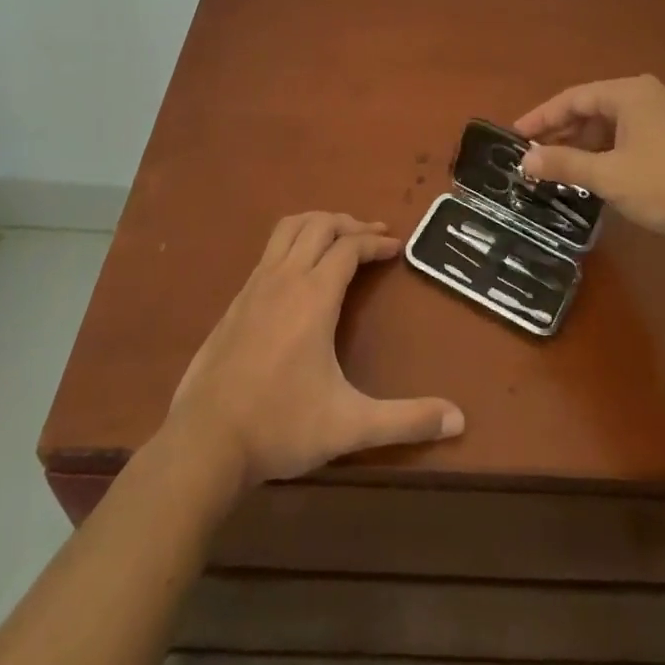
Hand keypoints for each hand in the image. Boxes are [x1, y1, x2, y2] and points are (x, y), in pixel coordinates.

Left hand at [162, 213, 464, 489]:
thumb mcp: (350, 425)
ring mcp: (255, 285)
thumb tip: (459, 420)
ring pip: (288, 229)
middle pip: (320, 225)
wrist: (204, 441)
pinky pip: (269, 251)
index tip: (396, 247)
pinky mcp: (235, 301)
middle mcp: (285, 277)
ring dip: (318, 224)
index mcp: (314, 295)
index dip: (376, 242)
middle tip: (373, 236)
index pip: (350, 246)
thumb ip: (406, 420)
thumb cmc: (281, 425)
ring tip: (338, 238)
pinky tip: (298, 273)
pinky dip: (292, 243)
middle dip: (350, 223)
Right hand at [516, 75, 664, 243]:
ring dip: (585, 144)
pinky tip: (598, 173)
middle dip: (562, 132)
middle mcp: (647, 94)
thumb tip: (526, 161)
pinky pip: (630, 134)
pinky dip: (608, 150)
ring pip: (612, 123)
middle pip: (592, 107)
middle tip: (535, 155)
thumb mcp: (608, 176)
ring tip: (562, 168)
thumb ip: (564, 164)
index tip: (516, 136)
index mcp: (629, 93)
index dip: (541, 117)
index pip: (573, 98)